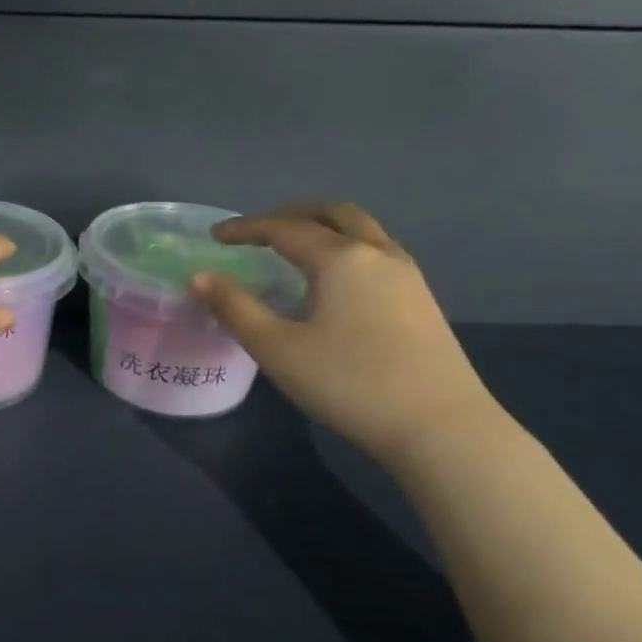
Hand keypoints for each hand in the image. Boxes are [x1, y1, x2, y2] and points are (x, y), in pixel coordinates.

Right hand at [189, 200, 499, 466]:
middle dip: (292, 213)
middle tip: (260, 228)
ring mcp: (407, 276)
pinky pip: (377, 252)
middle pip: (333, 213)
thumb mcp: (277, 348)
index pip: (284, 228)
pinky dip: (346, 247)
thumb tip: (199, 276)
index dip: (246, 228)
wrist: (442, 428)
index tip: (216, 235)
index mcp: (341, 258)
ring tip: (295, 248)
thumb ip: (234, 307)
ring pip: (362, 230)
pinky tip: (334, 280)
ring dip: (324, 226)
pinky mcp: (422, 300)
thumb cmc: (349, 383)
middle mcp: (377, 253)